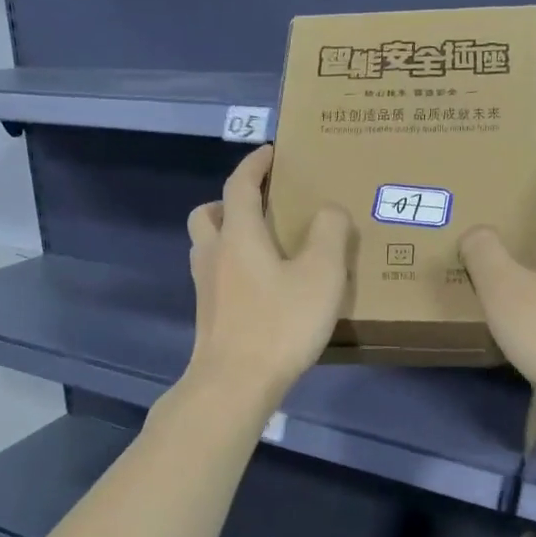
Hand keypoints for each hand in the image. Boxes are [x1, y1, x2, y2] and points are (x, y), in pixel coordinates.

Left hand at [184, 146, 350, 406]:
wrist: (235, 383)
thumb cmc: (279, 323)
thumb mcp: (321, 274)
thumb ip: (330, 233)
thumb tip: (329, 211)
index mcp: (238, 234)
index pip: (239, 184)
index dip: (254, 164)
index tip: (270, 153)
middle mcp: (214, 254)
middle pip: (207, 214)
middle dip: (230, 201)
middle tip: (259, 206)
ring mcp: (205, 287)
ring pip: (207, 246)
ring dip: (227, 235)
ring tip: (264, 246)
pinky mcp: (208, 315)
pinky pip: (215, 275)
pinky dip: (232, 266)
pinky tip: (261, 286)